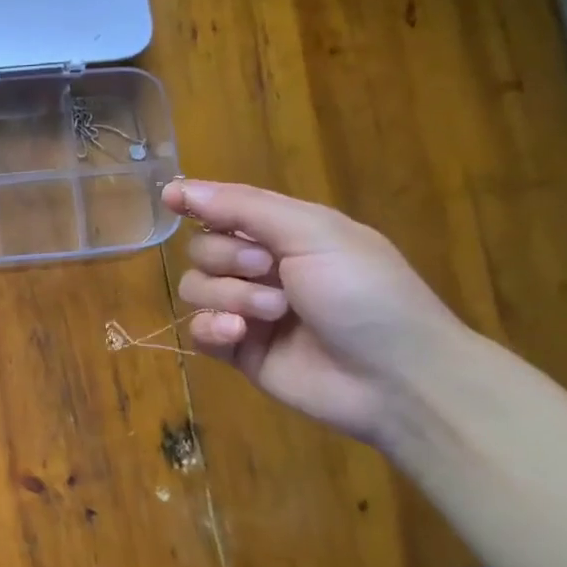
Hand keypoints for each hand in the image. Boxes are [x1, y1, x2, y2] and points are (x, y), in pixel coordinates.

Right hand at [163, 179, 469, 445]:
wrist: (396, 378)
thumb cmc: (365, 292)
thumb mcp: (313, 233)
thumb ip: (243, 208)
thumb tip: (178, 188)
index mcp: (286, 233)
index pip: (227, 208)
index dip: (198, 201)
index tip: (170, 197)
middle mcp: (263, 268)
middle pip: (203, 249)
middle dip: (227, 258)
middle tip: (267, 269)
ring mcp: (249, 311)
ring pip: (196, 289)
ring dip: (228, 296)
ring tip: (271, 313)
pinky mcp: (240, 351)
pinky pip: (198, 331)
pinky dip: (212, 329)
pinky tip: (238, 335)